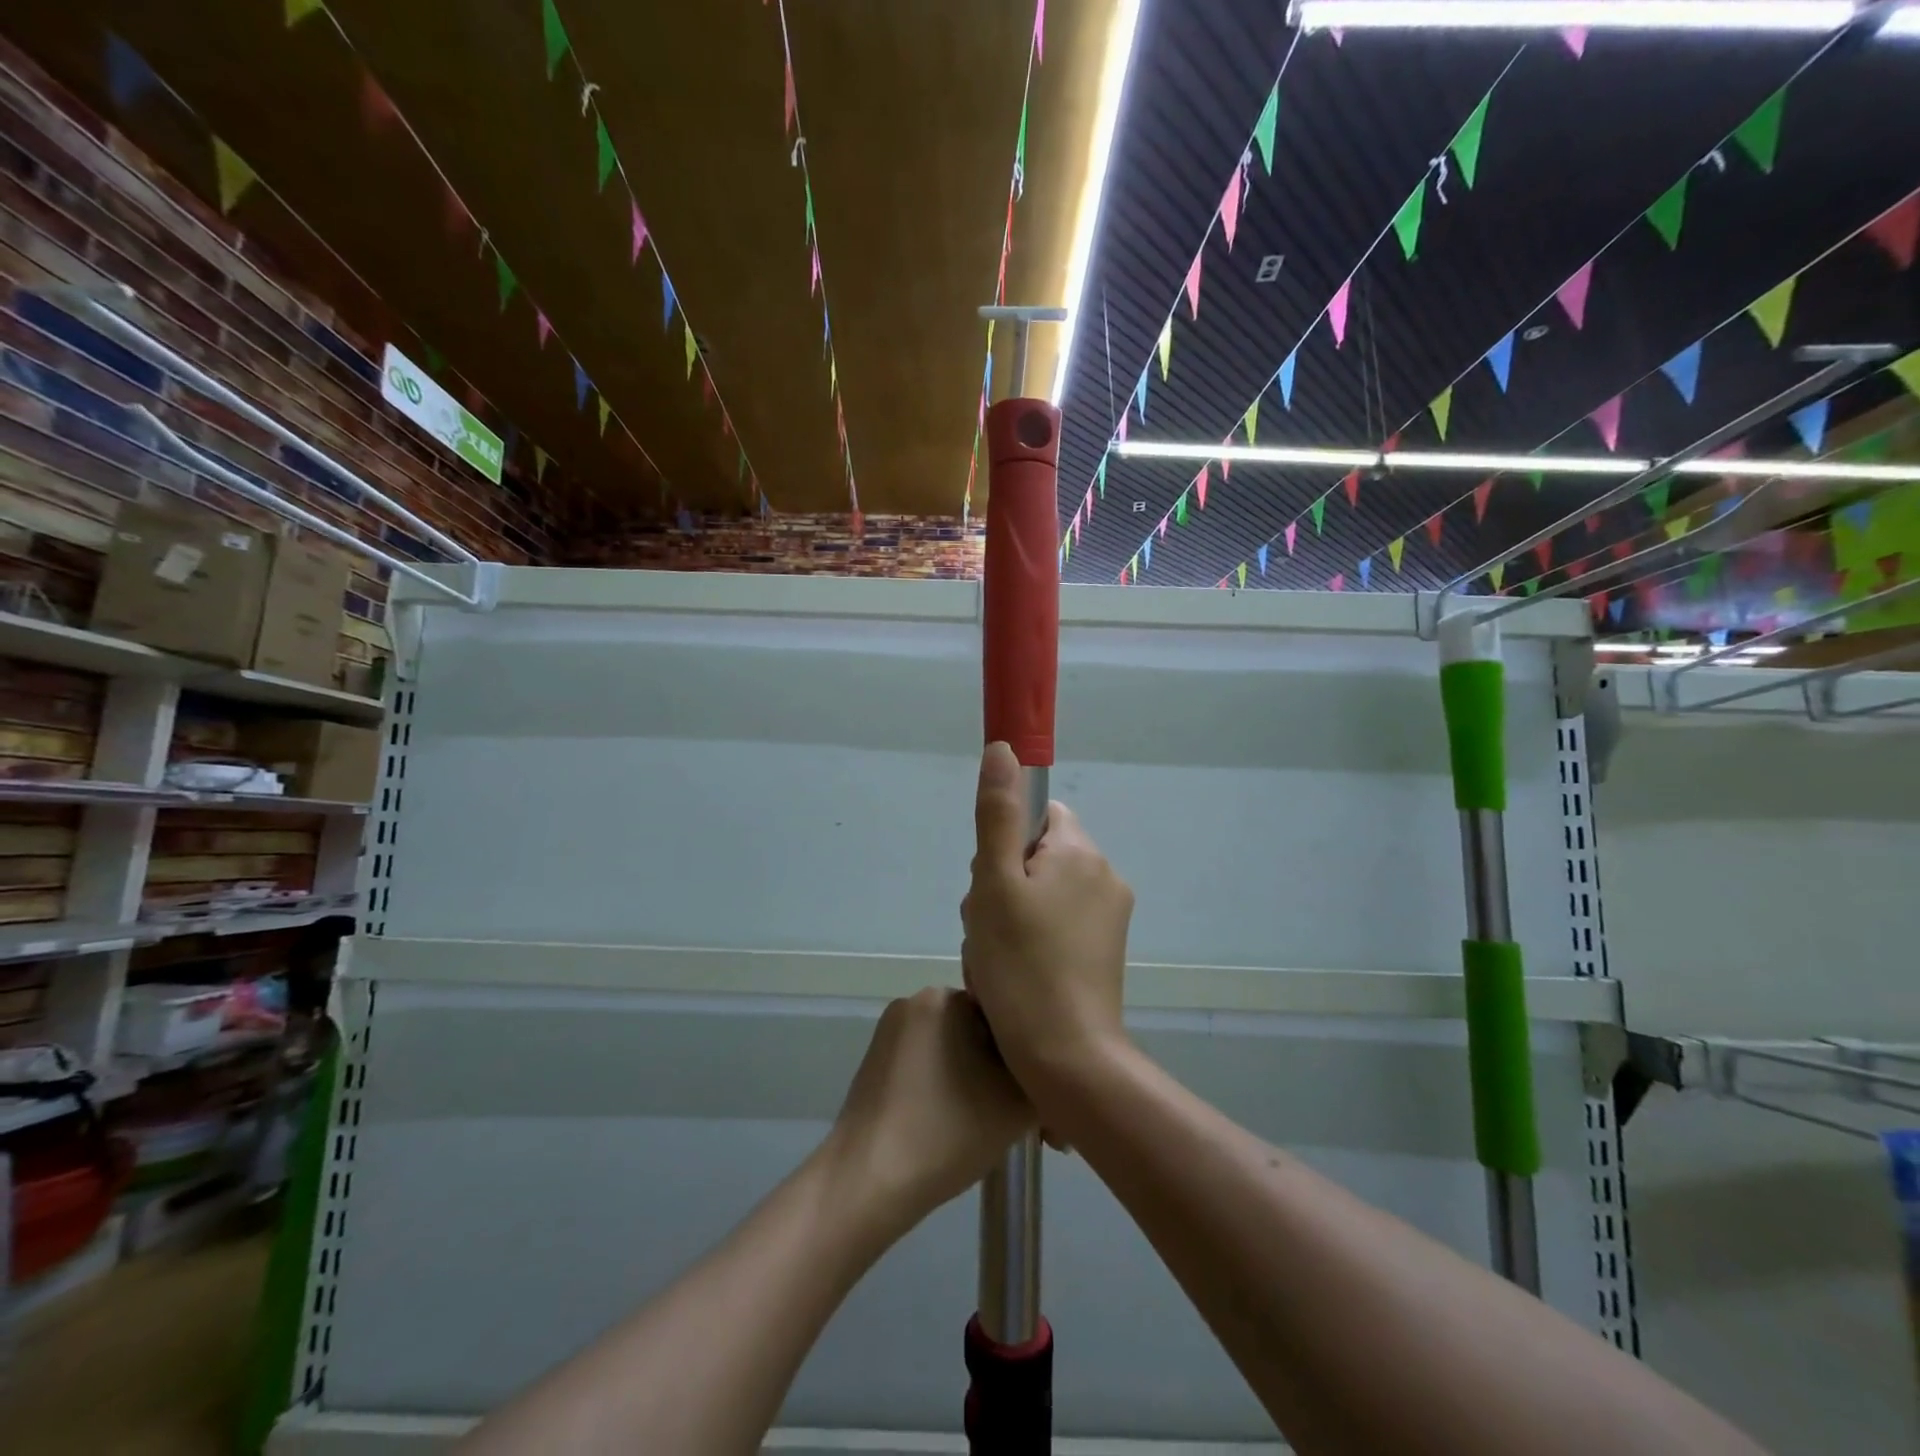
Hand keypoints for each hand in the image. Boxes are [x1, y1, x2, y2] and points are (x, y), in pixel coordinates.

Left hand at [827, 986, 1032, 1232]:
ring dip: (982, 1083)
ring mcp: (892, 1031)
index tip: (1045, 1105)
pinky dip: (952, 1089)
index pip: (1008, 1017)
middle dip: (1008, 1074)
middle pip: (981, 1034)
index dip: (1033, 1060)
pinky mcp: (878, 1062)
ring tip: (998, 1131)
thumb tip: (1046, 1076)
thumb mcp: (1018, 1105)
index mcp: (947, 996)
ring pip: (958, 1052)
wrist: (868, 1181)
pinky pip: (931, 1066)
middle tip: (1031, 1127)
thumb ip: (1045, 1077)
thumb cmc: (948, 1132)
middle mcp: (917, 1000)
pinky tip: (961, 1129)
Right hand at [961, 742, 1133, 1092]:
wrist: (1067, 1058)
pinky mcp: (1106, 952)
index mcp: (1081, 852)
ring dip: (1010, 915)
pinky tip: (1014, 974)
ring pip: (1042, 893)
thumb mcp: (994, 883)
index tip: (991, 883)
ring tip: (996, 958)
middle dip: (1002, 884)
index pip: (1038, 816)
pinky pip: (1057, 925)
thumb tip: (1004, 748)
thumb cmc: (1021, 965)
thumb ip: (996, 813)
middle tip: (988, 928)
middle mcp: (1105, 876)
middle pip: (1036, 856)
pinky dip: (1031, 940)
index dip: (1004, 844)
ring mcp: (1110, 917)